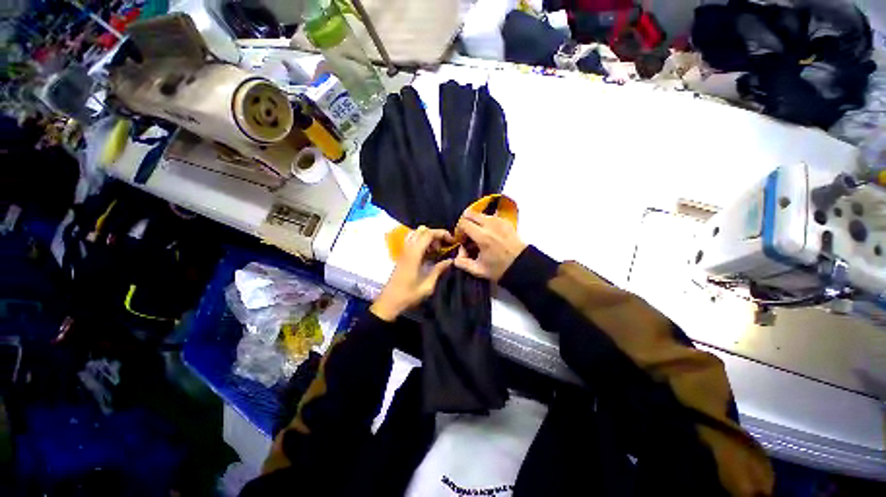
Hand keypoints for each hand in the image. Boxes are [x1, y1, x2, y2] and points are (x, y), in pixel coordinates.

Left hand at [371, 226, 453, 320]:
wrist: (389, 302)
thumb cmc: (408, 296)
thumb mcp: (427, 286)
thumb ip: (439, 270)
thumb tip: (450, 260)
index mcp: (414, 255)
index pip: (428, 234)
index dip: (441, 233)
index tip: (451, 240)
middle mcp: (408, 249)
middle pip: (422, 230)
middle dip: (436, 234)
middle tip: (444, 246)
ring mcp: (403, 251)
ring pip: (416, 234)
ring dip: (428, 237)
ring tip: (436, 250)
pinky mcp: (402, 255)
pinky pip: (413, 241)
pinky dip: (422, 242)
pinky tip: (428, 253)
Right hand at [454, 210, 525, 281]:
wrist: (522, 265)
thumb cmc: (499, 269)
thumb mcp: (478, 270)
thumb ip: (462, 262)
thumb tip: (456, 255)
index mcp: (482, 236)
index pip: (463, 223)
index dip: (458, 230)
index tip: (461, 240)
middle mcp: (490, 225)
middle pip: (470, 213)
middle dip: (465, 223)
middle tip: (467, 235)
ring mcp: (499, 221)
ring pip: (480, 214)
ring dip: (475, 222)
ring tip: (478, 235)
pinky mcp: (506, 221)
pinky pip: (490, 216)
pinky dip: (485, 222)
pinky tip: (488, 234)